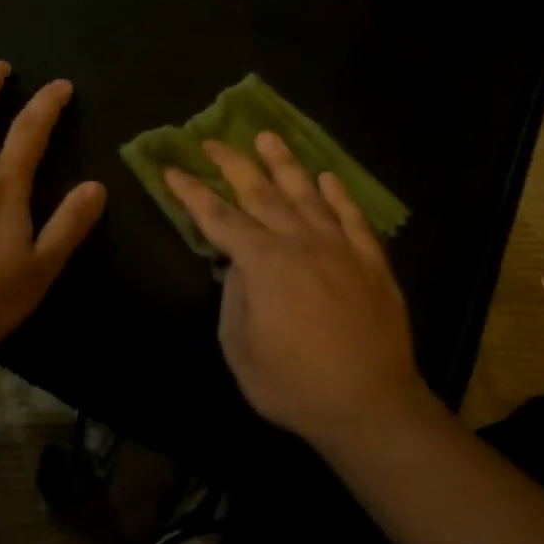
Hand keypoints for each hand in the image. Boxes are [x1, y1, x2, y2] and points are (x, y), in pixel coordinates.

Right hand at [164, 133, 426, 448]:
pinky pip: (352, 217)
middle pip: (260, 193)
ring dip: (284, 164)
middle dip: (233, 164)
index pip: (218, 217)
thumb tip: (238, 264)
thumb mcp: (241, 348)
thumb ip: (234, 297)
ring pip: (306, 194)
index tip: (172, 169)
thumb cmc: (295, 384)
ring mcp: (339, 247)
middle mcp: (299, 241)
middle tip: (213, 140)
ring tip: (268, 137)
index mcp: (263, 261)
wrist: (370, 406)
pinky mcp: (370, 261)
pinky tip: (328, 179)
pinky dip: (339, 195)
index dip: (192, 193)